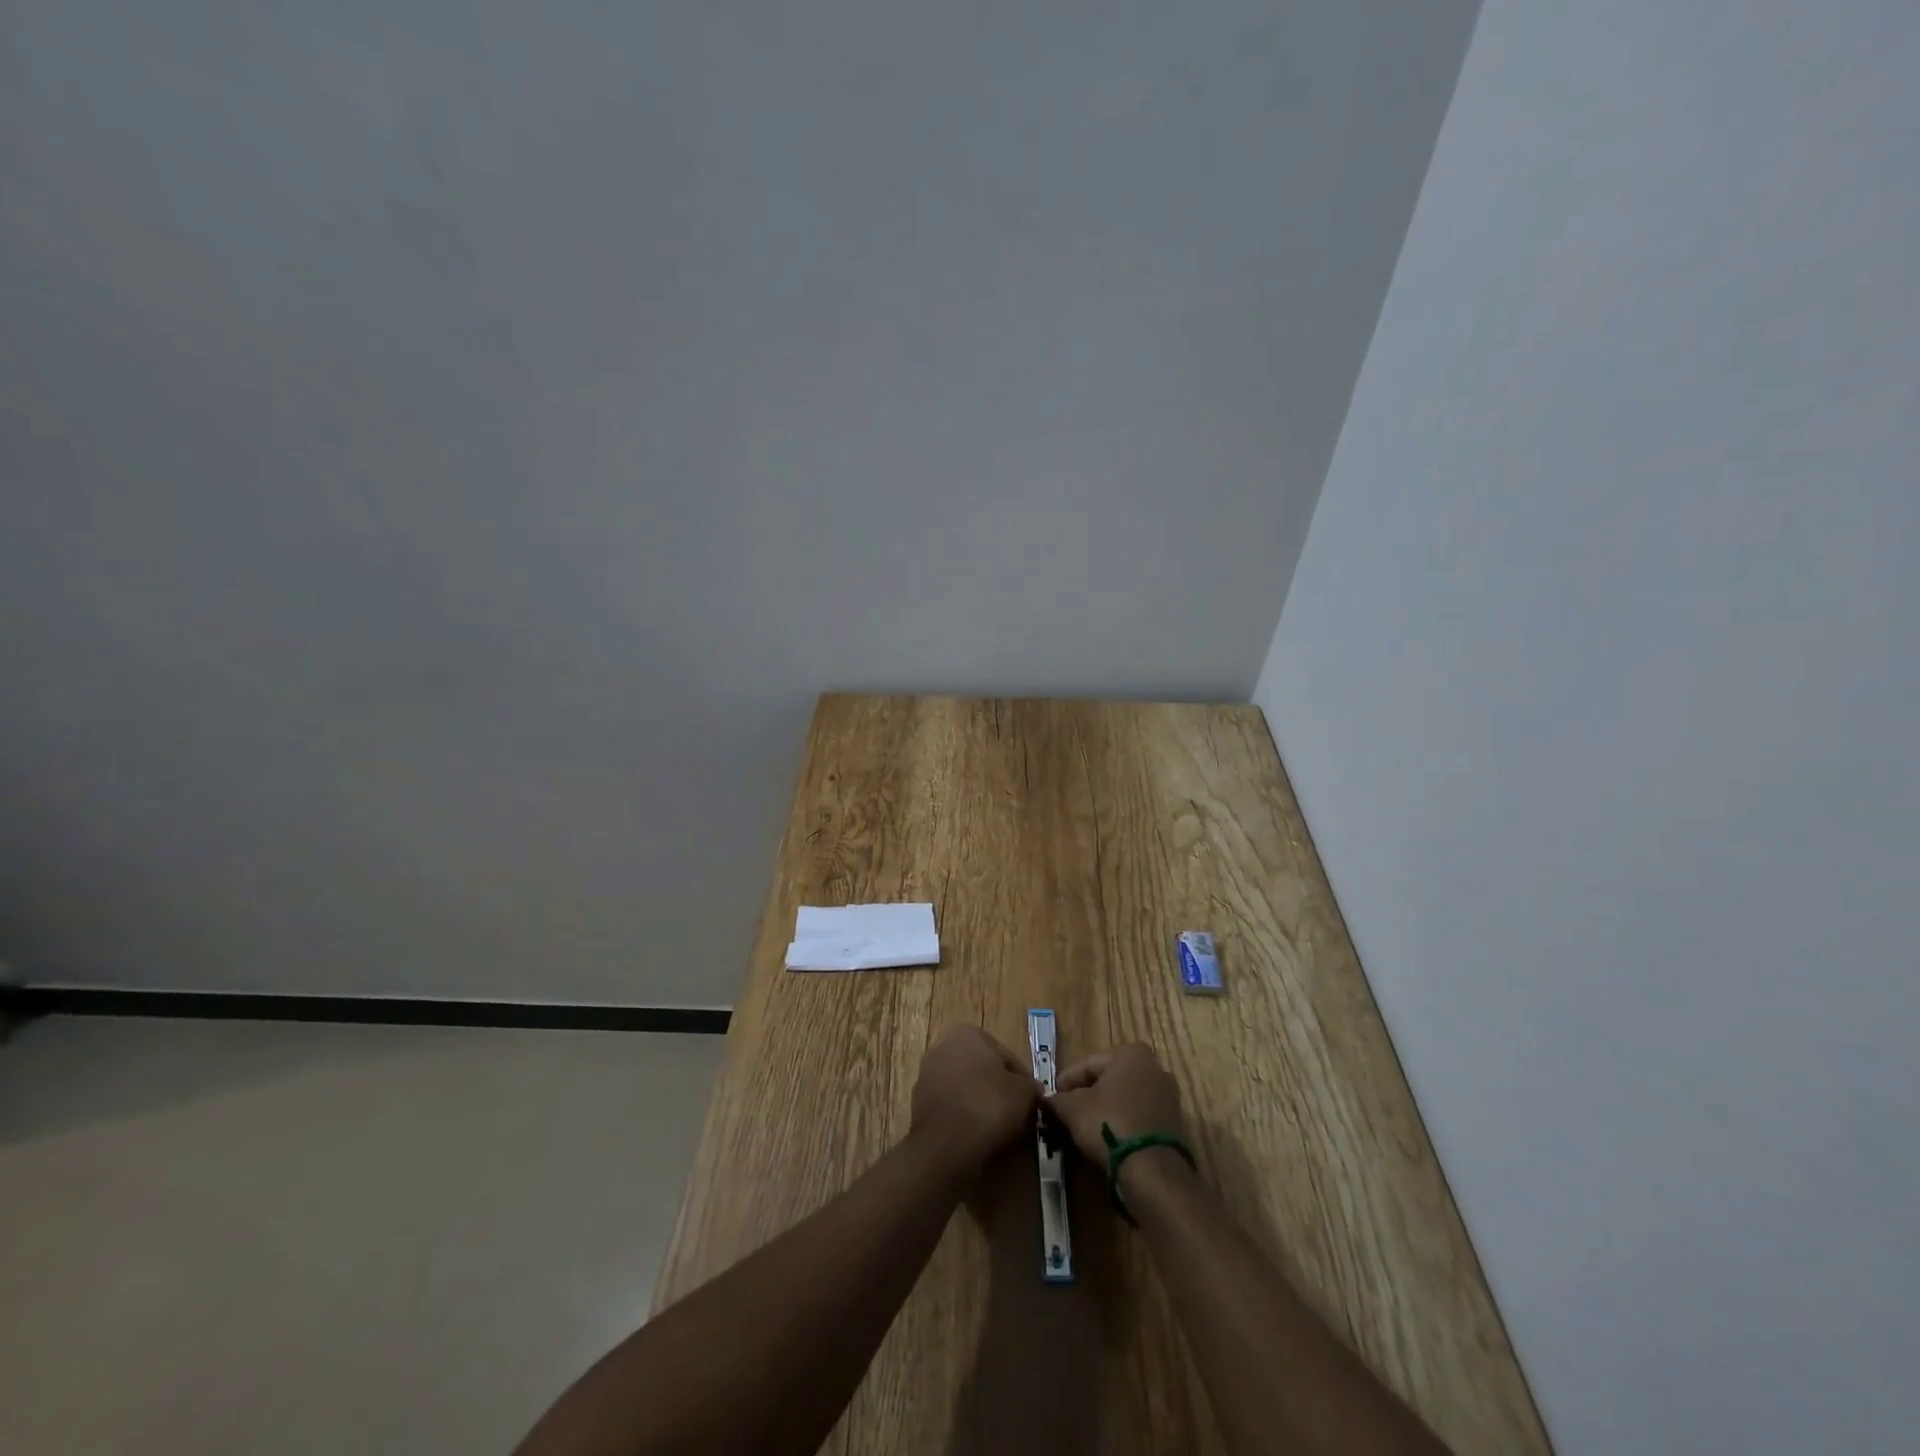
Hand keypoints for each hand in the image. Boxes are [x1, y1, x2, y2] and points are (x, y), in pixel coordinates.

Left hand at [910, 1026, 1042, 1175]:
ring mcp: (927, 1074)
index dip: (1023, 1080)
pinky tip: (976, 1135)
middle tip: (1016, 1113)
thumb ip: (1031, 1086)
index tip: (1031, 1101)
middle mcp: (943, 1046)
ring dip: (980, 1103)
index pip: (1006, 1056)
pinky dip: (963, 1116)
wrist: (945, 1145)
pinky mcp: (918, 1102)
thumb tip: (1031, 1090)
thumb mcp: (1024, 1093)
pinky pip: (951, 1106)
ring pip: (965, 1088)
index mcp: (969, 1033)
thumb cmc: (988, 1107)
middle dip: (998, 1089)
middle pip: (983, 1069)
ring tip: (997, 1128)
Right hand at [1046, 1042, 1186, 1168]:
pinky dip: (1123, 1121)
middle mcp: (1154, 1066)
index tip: (1052, 1097)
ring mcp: (1167, 1095)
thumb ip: (1058, 1099)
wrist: (1152, 1170)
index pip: (1088, 1064)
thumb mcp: (1073, 1109)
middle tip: (1067, 1111)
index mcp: (1130, 1053)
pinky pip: (1139, 1114)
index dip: (1066, 1081)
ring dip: (1105, 1108)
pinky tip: (1108, 1137)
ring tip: (1085, 1126)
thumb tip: (1049, 1099)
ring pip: (1125, 1097)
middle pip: (1109, 1078)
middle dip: (1087, 1093)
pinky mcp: (1174, 1122)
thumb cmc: (1109, 1124)